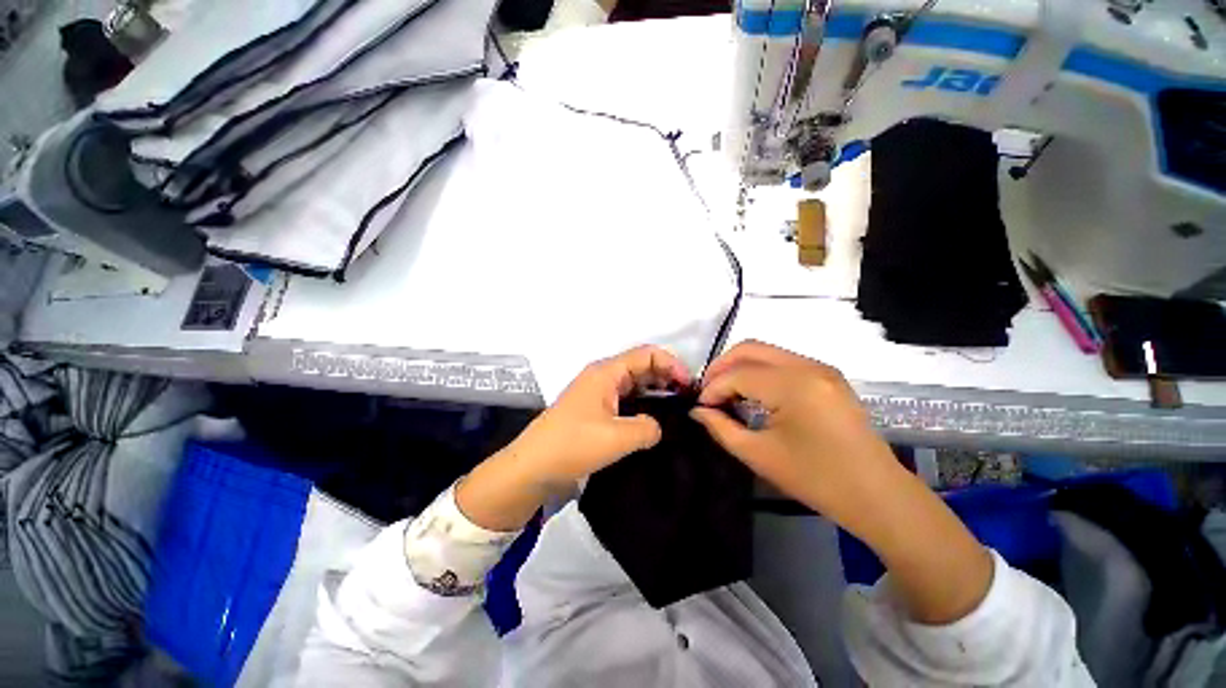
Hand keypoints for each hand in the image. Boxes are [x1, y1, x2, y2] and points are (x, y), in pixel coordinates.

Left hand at [457, 345, 690, 531]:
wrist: (532, 468)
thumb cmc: (572, 445)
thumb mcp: (616, 437)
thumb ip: (648, 427)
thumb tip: (657, 426)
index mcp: (606, 373)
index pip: (647, 354)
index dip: (672, 365)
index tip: (689, 387)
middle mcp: (603, 377)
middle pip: (642, 366)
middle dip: (667, 378)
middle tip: (688, 401)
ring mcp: (599, 394)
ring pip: (635, 384)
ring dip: (656, 393)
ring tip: (677, 412)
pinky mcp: (596, 411)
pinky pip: (626, 401)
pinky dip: (643, 406)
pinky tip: (655, 423)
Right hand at [691, 340, 899, 524]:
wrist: (877, 495)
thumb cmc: (816, 479)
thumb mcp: (759, 455)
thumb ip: (721, 428)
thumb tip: (697, 411)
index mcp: (793, 385)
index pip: (738, 374)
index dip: (712, 389)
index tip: (700, 407)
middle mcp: (807, 366)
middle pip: (750, 348)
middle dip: (721, 366)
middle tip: (707, 392)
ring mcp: (820, 368)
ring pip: (766, 351)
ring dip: (739, 366)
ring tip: (726, 393)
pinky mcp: (827, 376)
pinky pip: (782, 361)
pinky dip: (759, 371)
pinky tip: (751, 393)